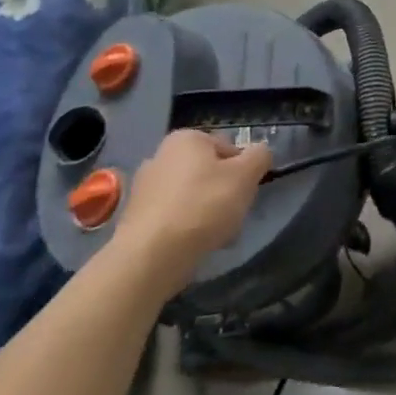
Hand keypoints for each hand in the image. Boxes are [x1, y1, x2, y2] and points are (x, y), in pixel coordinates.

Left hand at [110, 131, 272, 296]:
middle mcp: (159, 156)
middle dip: (225, 192)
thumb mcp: (247, 174)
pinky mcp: (136, 219)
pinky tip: (195, 245)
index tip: (246, 192)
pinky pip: (174, 217)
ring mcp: (144, 189)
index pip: (229, 148)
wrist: (152, 256)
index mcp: (186, 138)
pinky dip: (187, 228)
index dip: (244, 170)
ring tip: (217, 235)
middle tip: (235, 214)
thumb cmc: (204, 205)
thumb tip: (259, 153)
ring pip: (192, 196)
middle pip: (209, 172)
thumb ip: (260, 156)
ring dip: (208, 212)